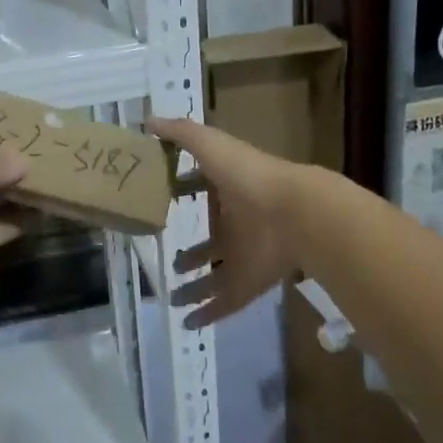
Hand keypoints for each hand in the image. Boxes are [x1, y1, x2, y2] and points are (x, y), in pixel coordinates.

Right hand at [149, 117, 299, 327]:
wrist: (295, 214)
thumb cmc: (249, 176)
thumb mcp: (210, 145)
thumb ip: (181, 133)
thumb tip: (147, 120)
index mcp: (227, 191)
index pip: (201, 190)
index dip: (183, 192)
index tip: (159, 198)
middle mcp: (235, 225)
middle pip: (209, 240)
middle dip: (191, 250)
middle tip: (168, 258)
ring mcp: (242, 258)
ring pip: (213, 275)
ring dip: (194, 286)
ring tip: (170, 295)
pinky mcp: (247, 285)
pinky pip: (223, 303)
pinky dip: (206, 313)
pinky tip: (185, 322)